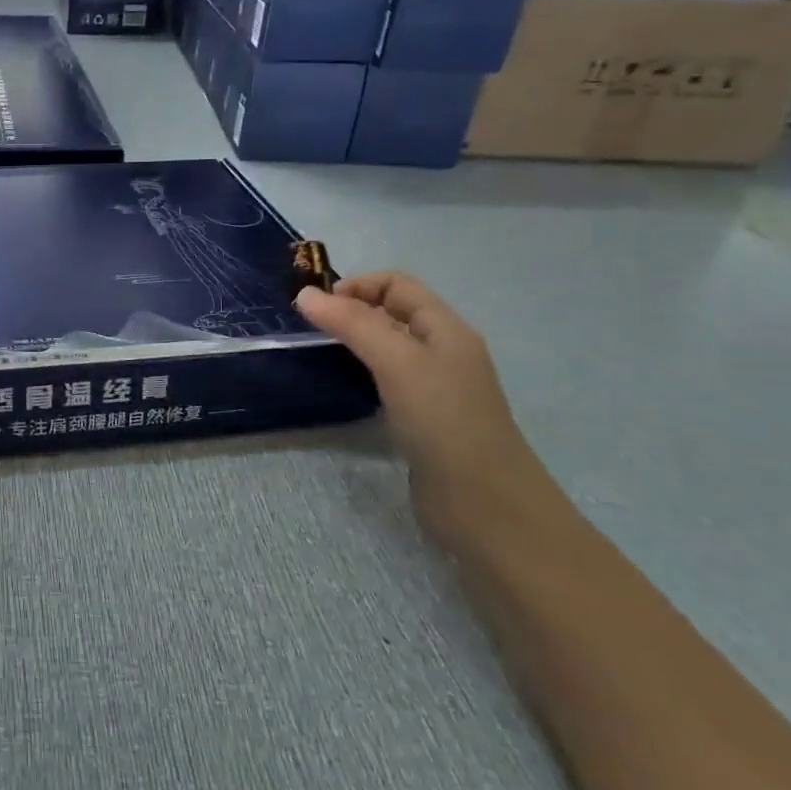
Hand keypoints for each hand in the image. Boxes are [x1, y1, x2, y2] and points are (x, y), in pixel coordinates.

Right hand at [295, 272, 546, 520]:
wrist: (485, 505)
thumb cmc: (443, 421)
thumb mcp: (397, 361)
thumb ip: (352, 324)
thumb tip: (305, 294)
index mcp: (445, 328)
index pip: (397, 284)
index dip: (356, 285)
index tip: (316, 308)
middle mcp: (442, 351)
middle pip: (392, 312)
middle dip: (350, 311)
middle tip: (309, 330)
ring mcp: (435, 387)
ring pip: (388, 347)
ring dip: (353, 342)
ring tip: (319, 354)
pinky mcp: (423, 418)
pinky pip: (387, 380)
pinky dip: (362, 374)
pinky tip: (344, 388)